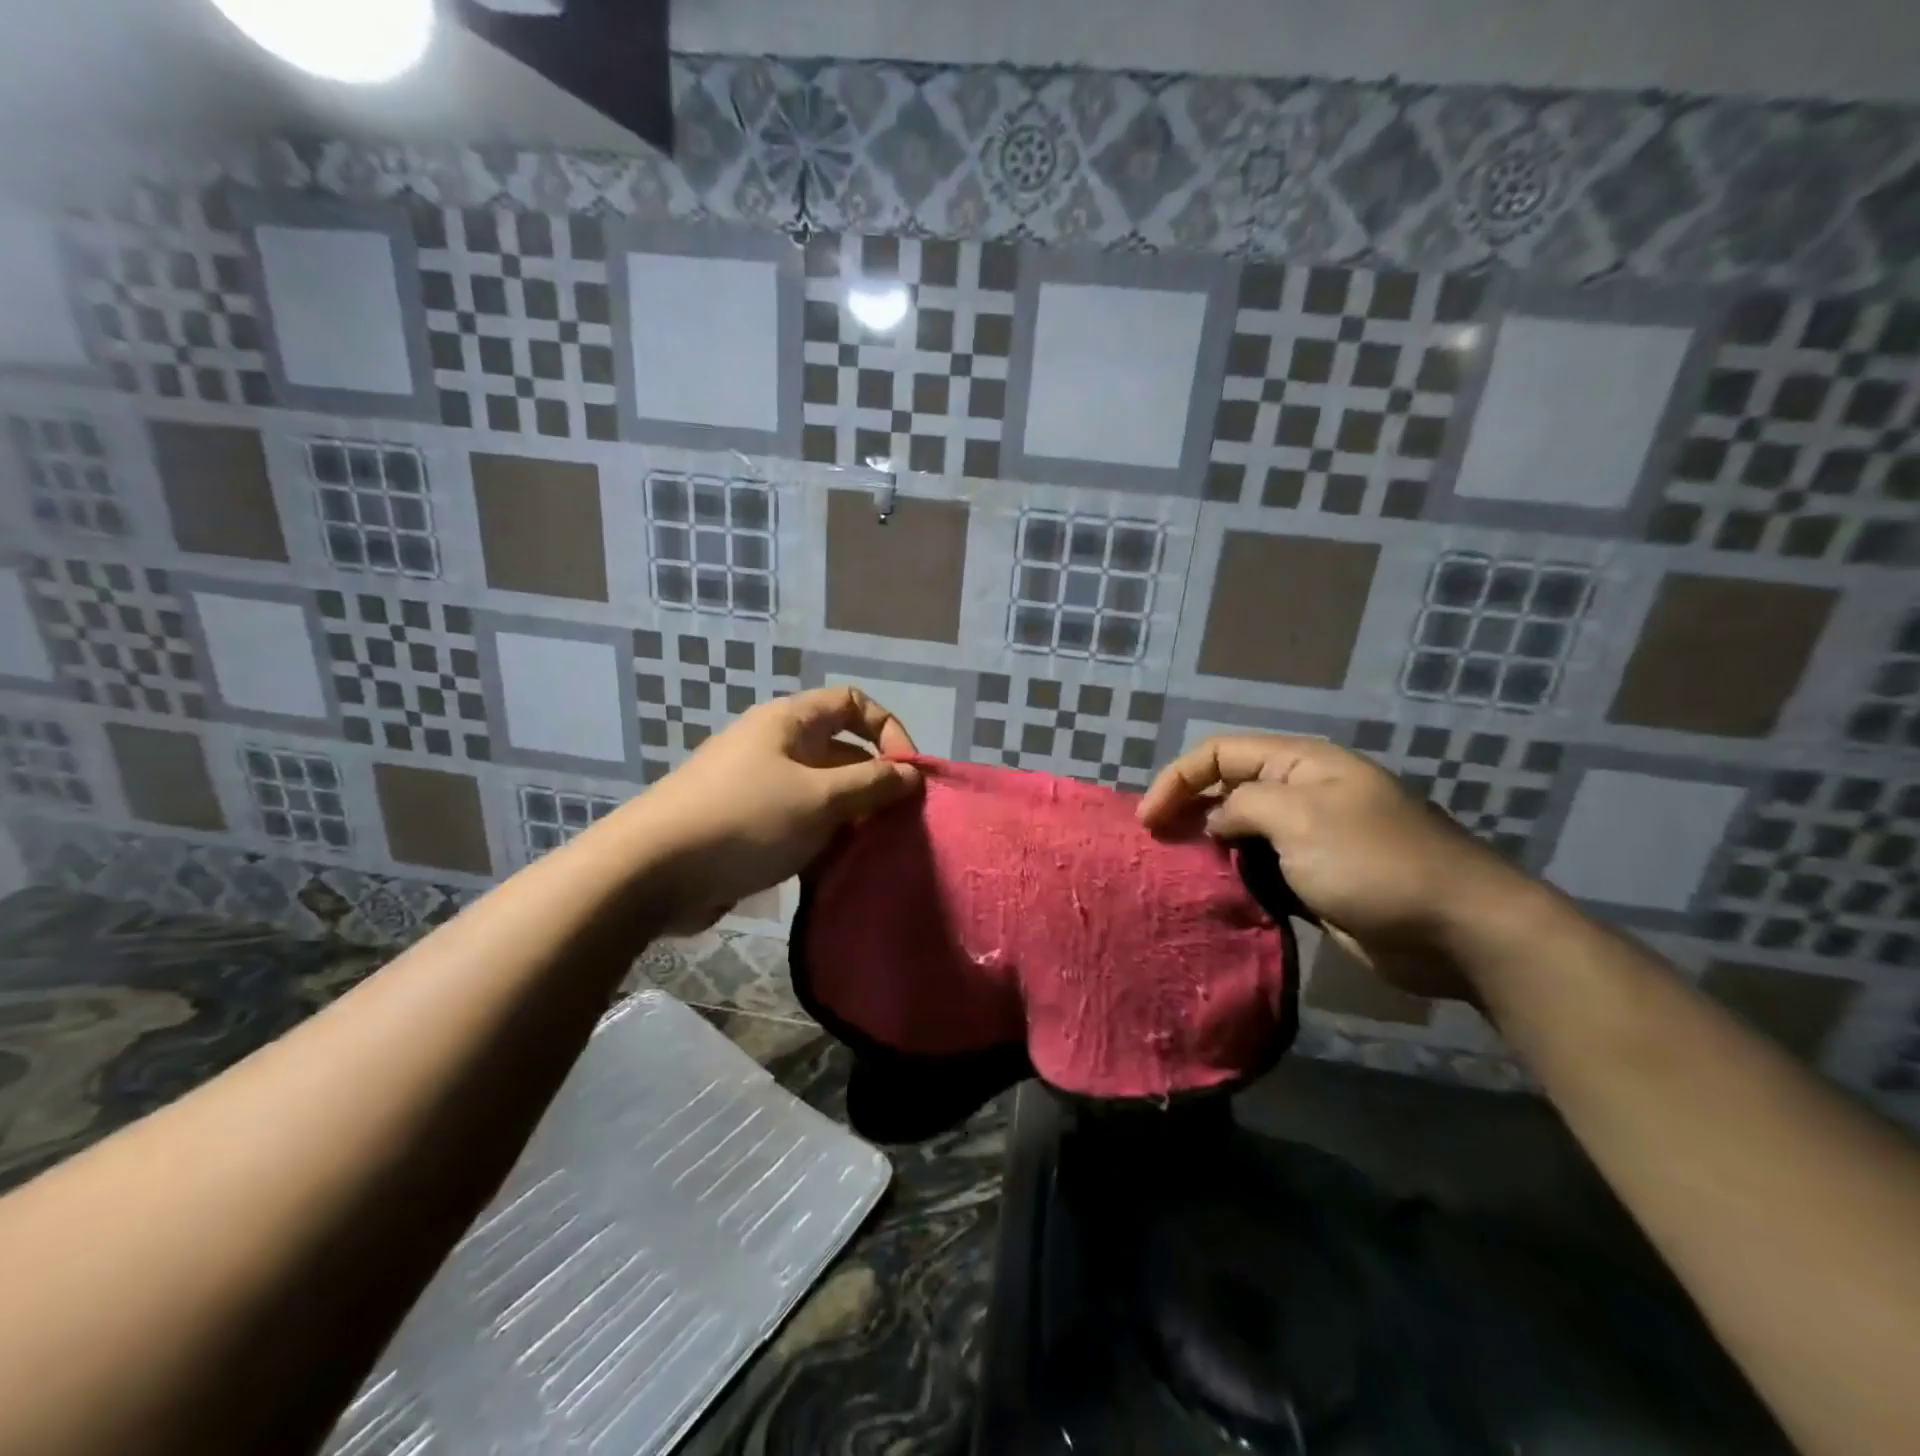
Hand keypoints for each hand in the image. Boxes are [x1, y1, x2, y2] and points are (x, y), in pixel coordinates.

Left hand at [617, 687, 921, 932]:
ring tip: (871, 850)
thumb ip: (872, 784)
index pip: (853, 703)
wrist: (651, 872)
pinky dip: (821, 839)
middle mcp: (774, 745)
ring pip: (821, 792)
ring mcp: (758, 786)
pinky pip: (798, 822)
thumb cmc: (745, 820)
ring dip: (849, 817)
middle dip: (873, 782)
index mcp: (789, 722)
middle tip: (897, 823)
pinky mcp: (746, 825)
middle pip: (840, 750)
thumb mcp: (820, 799)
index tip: (908, 774)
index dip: (888, 731)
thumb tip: (912, 774)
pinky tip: (835, 869)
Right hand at [1137, 734, 1527, 1000]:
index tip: (1148, 821)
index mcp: (1300, 763)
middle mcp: (1302, 793)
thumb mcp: (1300, 818)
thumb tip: (1217, 822)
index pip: (1220, 753)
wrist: (1458, 930)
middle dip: (1188, 812)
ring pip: (1242, 833)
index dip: (1177, 779)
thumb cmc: (1374, 862)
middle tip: (1157, 848)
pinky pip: (1263, 870)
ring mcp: (1312, 839)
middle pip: (1228, 789)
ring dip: (1210, 849)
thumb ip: (1243, 807)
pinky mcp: (1317, 881)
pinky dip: (1237, 879)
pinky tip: (1218, 896)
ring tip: (1178, 874)